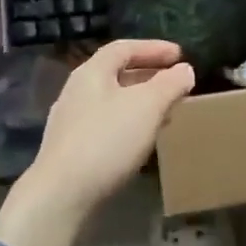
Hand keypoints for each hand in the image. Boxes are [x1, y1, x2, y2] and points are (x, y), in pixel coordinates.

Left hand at [0, 41, 195, 245]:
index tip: (180, 55)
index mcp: (92, 72)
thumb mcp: (147, 106)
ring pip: (113, 101)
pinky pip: (107, 124)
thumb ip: (169, 84)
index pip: (125, 48)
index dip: (154, 48)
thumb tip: (185, 70)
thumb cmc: (106, 140)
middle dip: (149, 76)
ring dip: (140, 102)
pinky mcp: (70, 149)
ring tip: (165, 112)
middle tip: (175, 84)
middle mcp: (77, 90)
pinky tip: (141, 141)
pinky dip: (129, 123)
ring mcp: (71, 121)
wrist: (60, 196)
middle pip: (117, 73)